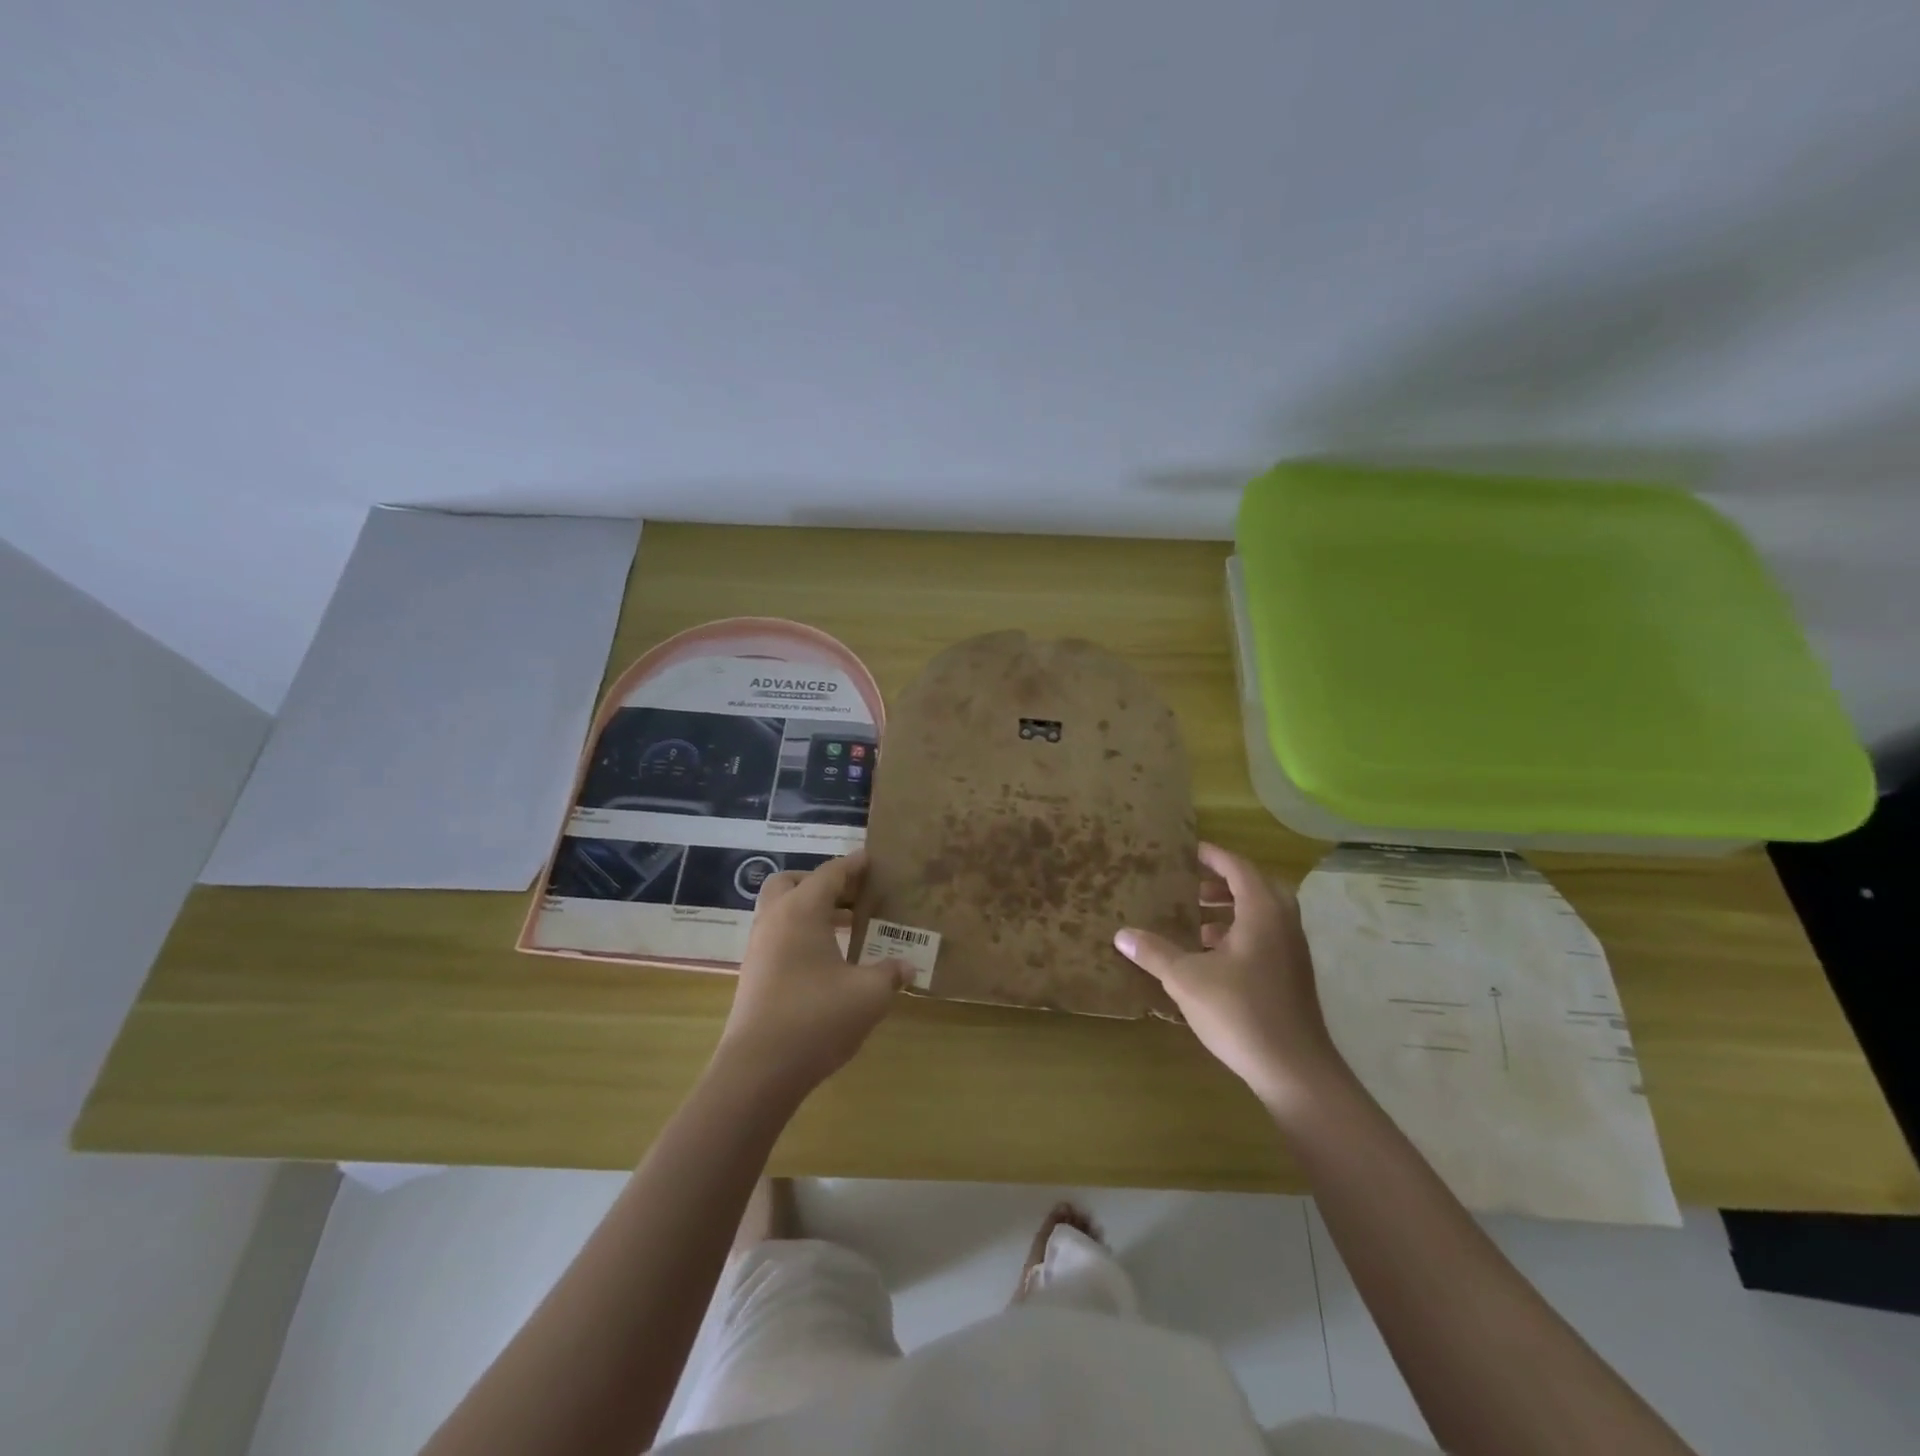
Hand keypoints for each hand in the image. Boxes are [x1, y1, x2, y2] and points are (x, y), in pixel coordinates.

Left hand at [713, 851, 907, 1103]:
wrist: (758, 1070)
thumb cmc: (817, 1019)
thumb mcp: (868, 994)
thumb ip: (890, 973)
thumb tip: (907, 966)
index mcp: (802, 910)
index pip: (830, 873)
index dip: (854, 865)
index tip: (873, 860)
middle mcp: (775, 919)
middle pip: (792, 882)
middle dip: (822, 882)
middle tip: (852, 895)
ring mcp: (759, 947)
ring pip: (781, 909)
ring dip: (810, 909)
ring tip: (846, 926)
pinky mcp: (754, 973)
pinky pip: (778, 935)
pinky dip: (801, 933)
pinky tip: (827, 959)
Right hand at [1115, 842, 1347, 1110]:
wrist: (1295, 1070)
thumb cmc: (1240, 1012)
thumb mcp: (1186, 979)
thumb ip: (1155, 952)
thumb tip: (1121, 934)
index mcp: (1262, 912)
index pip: (1238, 867)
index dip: (1212, 856)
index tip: (1187, 851)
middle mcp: (1282, 924)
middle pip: (1254, 888)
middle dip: (1221, 883)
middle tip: (1189, 886)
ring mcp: (1292, 951)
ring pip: (1261, 915)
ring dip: (1229, 911)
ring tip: (1194, 921)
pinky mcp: (1291, 976)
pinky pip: (1264, 937)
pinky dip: (1238, 934)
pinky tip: (1211, 957)